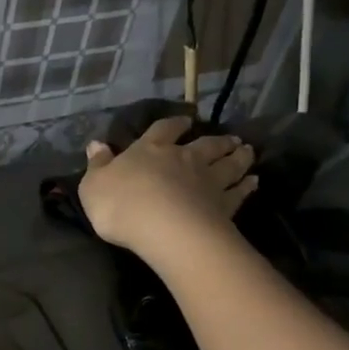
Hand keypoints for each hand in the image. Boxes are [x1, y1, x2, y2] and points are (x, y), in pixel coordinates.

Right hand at [78, 117, 255, 260]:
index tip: (186, 120)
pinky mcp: (224, 206)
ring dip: (238, 157)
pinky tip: (254, 182)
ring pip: (227, 164)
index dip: (174, 124)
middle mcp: (183, 159)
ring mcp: (207, 182)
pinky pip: (238, 192)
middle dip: (217, 140)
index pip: (163, 130)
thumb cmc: (122, 205)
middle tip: (231, 137)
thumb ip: (97, 165)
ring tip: (247, 151)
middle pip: (205, 145)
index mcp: (150, 150)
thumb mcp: (94, 185)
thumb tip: (96, 144)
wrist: (164, 229)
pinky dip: (246, 186)